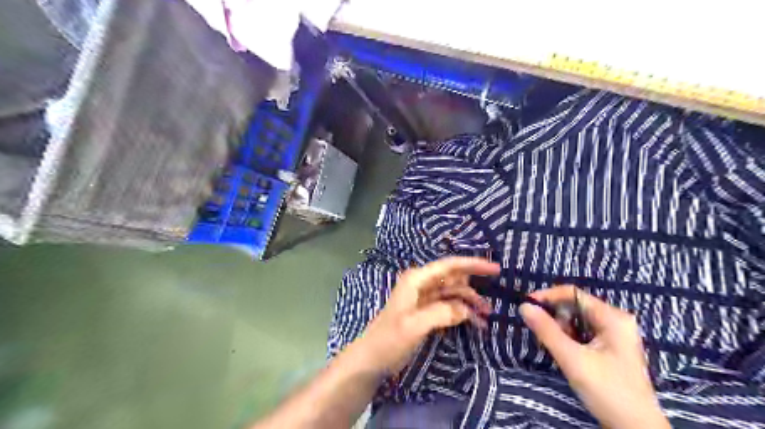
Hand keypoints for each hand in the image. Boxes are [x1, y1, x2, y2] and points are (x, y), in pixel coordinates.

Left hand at [361, 258, 499, 374]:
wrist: (371, 360)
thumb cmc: (389, 340)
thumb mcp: (414, 326)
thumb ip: (441, 313)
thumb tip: (467, 310)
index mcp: (417, 280)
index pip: (449, 266)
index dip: (473, 264)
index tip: (495, 269)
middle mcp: (421, 284)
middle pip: (454, 279)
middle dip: (474, 287)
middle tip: (494, 302)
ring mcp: (423, 298)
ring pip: (453, 294)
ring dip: (469, 303)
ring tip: (487, 317)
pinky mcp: (425, 312)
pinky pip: (448, 307)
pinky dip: (461, 313)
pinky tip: (474, 323)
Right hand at [520, 284, 671, 428]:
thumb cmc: (608, 391)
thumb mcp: (573, 359)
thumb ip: (547, 330)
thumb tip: (524, 306)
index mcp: (613, 317)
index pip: (573, 293)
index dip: (547, 296)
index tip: (526, 306)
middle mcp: (615, 320)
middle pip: (574, 307)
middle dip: (555, 318)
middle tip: (542, 335)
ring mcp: (614, 335)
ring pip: (577, 321)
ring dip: (561, 330)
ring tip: (557, 349)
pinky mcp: (610, 348)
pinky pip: (583, 333)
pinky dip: (569, 339)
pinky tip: (566, 354)